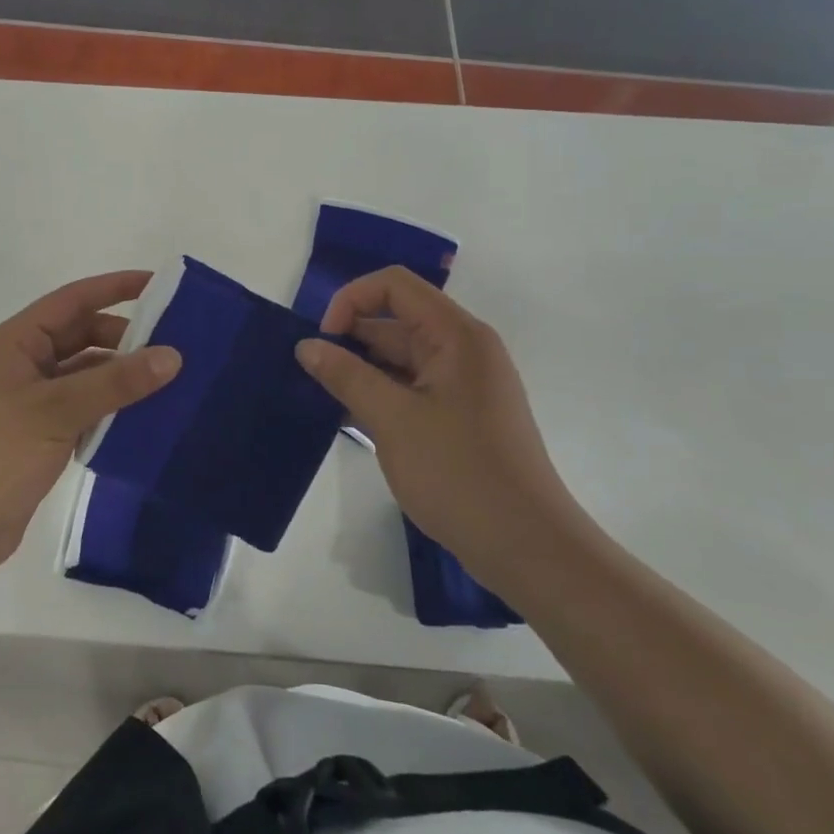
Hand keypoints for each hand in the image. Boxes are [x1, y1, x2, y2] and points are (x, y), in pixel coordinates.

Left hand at [0, 271, 180, 572]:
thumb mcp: (59, 411)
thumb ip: (116, 382)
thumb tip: (173, 355)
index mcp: (15, 342)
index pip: (72, 300)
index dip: (114, 287)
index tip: (159, 284)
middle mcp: (22, 361)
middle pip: (80, 335)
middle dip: (124, 338)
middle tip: (173, 348)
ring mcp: (29, 398)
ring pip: (84, 372)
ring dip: (119, 375)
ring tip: (168, 383)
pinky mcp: (38, 430)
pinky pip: (82, 405)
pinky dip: (109, 406)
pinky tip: (142, 416)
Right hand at [295, 267, 588, 588]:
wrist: (527, 548)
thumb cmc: (459, 474)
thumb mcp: (392, 420)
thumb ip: (346, 375)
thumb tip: (306, 345)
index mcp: (456, 335)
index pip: (394, 286)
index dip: (351, 300)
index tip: (323, 341)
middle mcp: (463, 348)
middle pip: (396, 319)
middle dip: (350, 338)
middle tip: (311, 373)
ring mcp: (464, 383)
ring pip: (401, 356)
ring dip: (361, 369)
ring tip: (323, 396)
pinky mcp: (461, 414)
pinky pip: (412, 385)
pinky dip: (380, 393)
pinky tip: (350, 416)